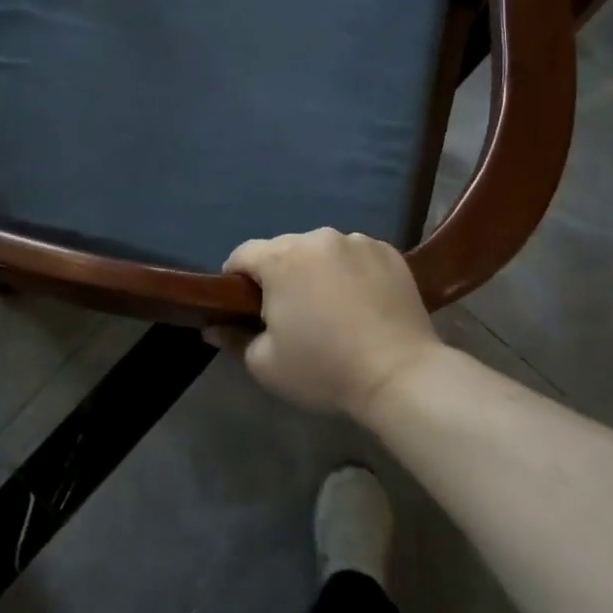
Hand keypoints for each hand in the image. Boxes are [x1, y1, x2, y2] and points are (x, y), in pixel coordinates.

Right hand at [215, 229, 445, 420]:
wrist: (400, 374)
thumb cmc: (324, 368)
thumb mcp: (266, 364)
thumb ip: (234, 338)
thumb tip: (212, 326)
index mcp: (281, 258)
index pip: (242, 255)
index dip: (236, 280)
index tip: (245, 308)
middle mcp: (316, 238)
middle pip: (284, 250)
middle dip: (280, 275)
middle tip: (291, 314)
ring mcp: (356, 241)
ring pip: (322, 251)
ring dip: (317, 271)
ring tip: (332, 308)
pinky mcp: (388, 251)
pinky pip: (356, 256)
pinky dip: (351, 272)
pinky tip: (362, 302)